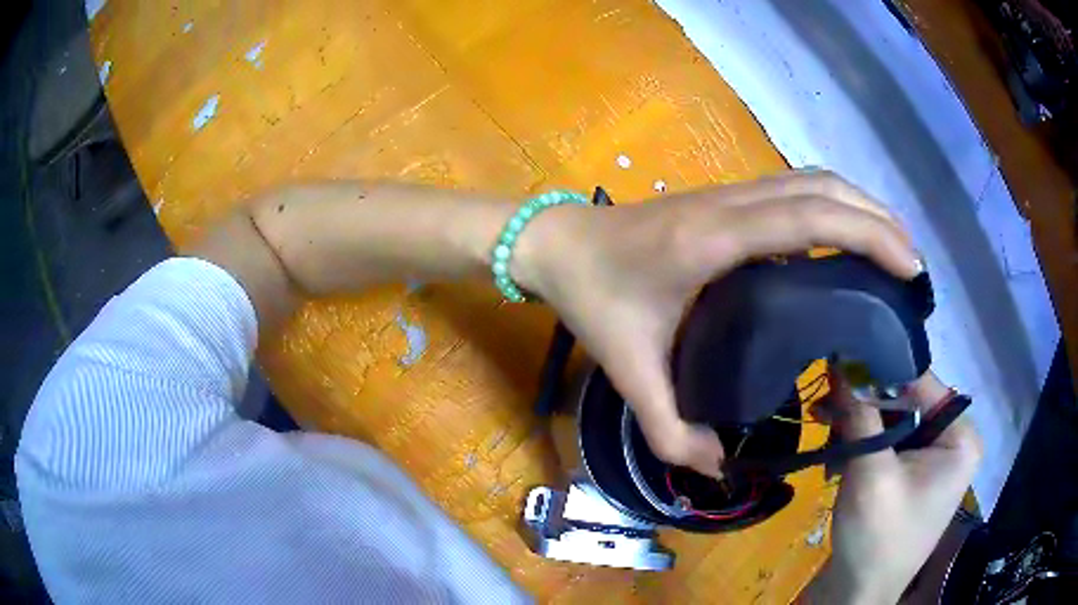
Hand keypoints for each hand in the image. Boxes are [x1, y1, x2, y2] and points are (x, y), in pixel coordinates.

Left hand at [516, 170, 921, 477]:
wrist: (558, 245)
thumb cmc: (592, 297)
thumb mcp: (627, 370)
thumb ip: (668, 428)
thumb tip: (715, 468)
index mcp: (717, 239)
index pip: (813, 220)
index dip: (870, 235)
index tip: (909, 268)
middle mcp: (733, 203)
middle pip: (824, 190)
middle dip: (879, 219)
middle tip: (912, 266)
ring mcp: (730, 194)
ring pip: (812, 181)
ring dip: (861, 206)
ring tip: (894, 248)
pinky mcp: (727, 199)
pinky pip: (795, 190)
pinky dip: (834, 206)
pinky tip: (848, 239)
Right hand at [803, 371, 982, 603]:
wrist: (859, 595)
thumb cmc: (877, 538)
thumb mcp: (870, 473)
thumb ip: (861, 415)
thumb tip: (843, 361)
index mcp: (960, 438)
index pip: (922, 383)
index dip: (881, 371)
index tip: (841, 363)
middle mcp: (952, 441)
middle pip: (908, 403)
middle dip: (865, 404)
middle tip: (825, 401)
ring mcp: (933, 460)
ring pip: (895, 423)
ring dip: (859, 425)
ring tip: (822, 423)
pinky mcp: (913, 475)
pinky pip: (890, 444)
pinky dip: (862, 444)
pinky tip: (835, 449)